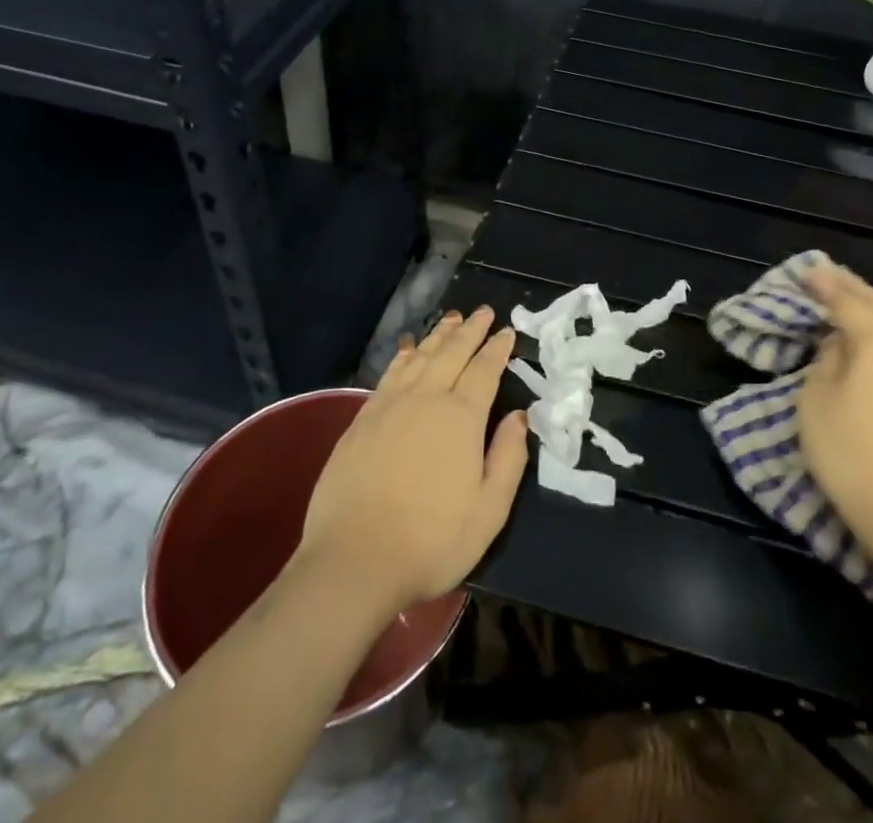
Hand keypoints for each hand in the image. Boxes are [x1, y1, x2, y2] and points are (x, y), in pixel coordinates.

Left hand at [296, 307, 528, 614]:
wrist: (353, 560)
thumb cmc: (431, 540)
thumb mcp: (489, 511)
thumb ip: (508, 457)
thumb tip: (519, 416)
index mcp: (461, 417)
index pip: (484, 370)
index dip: (497, 349)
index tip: (507, 331)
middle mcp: (426, 399)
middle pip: (452, 353)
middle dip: (470, 330)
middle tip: (482, 312)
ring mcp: (390, 406)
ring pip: (420, 357)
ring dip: (438, 335)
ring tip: (451, 319)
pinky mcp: (362, 419)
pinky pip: (390, 374)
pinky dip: (404, 356)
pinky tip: (408, 349)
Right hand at [797, 261, 872, 572]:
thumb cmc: (848, 450)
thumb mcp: (816, 398)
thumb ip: (825, 361)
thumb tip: (837, 345)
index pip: (848, 303)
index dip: (825, 286)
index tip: (806, 271)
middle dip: (853, 288)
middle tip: (828, 274)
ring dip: (868, 310)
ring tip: (845, 298)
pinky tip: (862, 337)